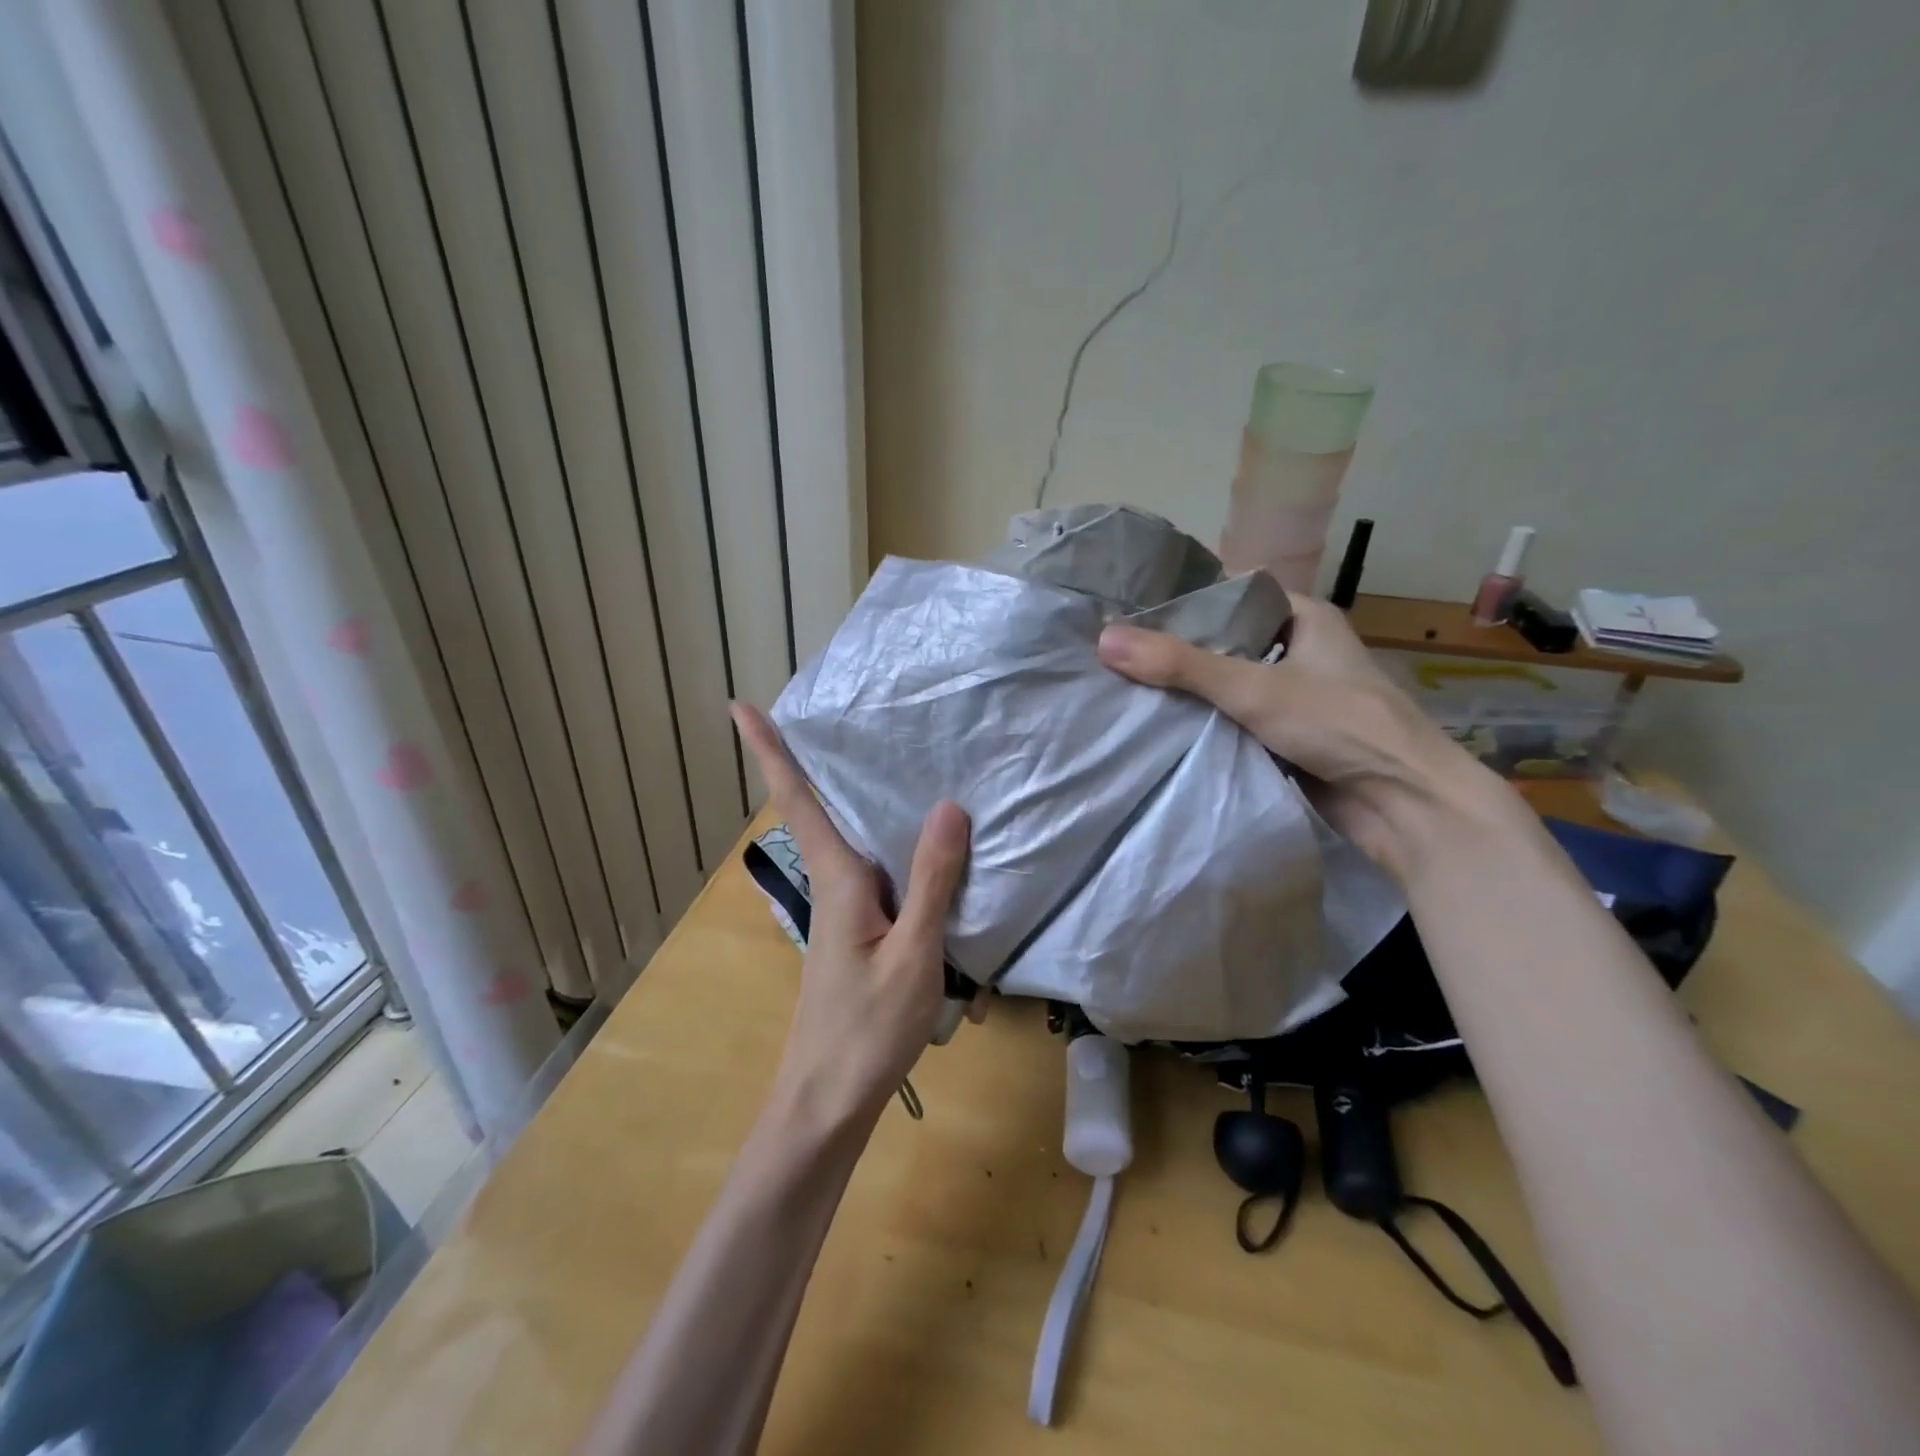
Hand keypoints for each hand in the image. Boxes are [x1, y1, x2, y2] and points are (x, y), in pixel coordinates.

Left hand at [732, 703, 975, 1127]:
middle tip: (836, 711)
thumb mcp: (913, 956)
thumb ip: (932, 882)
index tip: (739, 707)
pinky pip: (880, 875)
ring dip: (861, 802)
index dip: (769, 752)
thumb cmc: (867, 1031)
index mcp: (839, 879)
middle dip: (815, 759)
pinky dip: (897, 852)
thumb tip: (949, 806)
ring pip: (856, 842)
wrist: (827, 1103)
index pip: (798, 800)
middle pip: (821, 809)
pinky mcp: (861, 933)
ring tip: (893, 764)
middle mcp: (836, 885)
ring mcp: (846, 911)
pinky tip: (928, 852)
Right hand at [1097, 594, 1490, 877]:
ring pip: (1225, 684)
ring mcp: (1292, 696)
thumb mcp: (1254, 687)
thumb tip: (1104, 640)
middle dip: (1176, 652)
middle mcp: (1298, 650)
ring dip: (1187, 692)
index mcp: (1304, 617)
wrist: (1403, 805)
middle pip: (1223, 642)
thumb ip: (1180, 665)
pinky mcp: (1285, 736)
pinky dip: (1203, 723)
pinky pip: (1232, 720)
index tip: (1129, 613)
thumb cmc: (1341, 726)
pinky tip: (1159, 726)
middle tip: (1115, 655)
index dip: (1182, 602)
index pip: (1231, 595)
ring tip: (1124, 688)